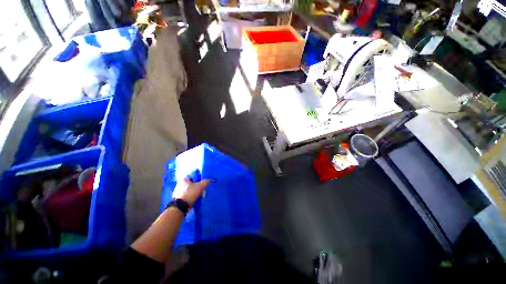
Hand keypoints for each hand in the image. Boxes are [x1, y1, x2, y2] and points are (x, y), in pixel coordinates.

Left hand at [172, 177, 209, 206]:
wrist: (180, 207)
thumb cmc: (190, 193)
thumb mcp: (200, 186)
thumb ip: (205, 182)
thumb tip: (209, 180)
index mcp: (183, 179)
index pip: (192, 176)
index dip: (198, 179)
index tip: (202, 183)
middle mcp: (179, 184)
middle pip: (190, 183)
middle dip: (196, 186)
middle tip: (201, 190)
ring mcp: (177, 192)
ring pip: (188, 190)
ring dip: (193, 192)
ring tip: (198, 196)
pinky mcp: (177, 199)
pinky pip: (185, 196)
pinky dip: (189, 197)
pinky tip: (193, 200)